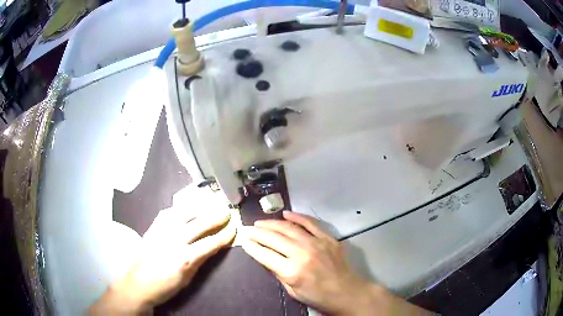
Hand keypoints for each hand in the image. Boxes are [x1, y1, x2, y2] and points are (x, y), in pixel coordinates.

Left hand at [89, 207, 235, 314]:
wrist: (138, 283)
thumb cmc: (166, 285)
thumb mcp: (188, 278)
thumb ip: (201, 259)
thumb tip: (214, 246)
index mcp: (185, 258)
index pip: (211, 242)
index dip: (225, 235)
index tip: (234, 228)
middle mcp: (174, 240)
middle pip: (199, 223)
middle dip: (215, 216)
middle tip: (226, 211)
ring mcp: (162, 231)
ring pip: (184, 212)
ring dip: (199, 207)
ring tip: (209, 204)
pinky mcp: (153, 227)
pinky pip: (168, 212)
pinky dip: (180, 209)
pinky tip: (186, 208)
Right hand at [241, 211, 371, 313]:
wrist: (346, 292)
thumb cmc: (318, 296)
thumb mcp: (292, 291)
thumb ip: (278, 272)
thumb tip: (265, 257)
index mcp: (292, 271)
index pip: (265, 254)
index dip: (252, 247)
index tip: (243, 240)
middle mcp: (302, 253)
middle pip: (274, 238)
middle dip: (257, 232)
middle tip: (247, 228)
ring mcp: (316, 243)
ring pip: (289, 228)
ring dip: (272, 223)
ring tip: (260, 222)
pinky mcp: (327, 238)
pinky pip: (310, 223)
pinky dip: (297, 217)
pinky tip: (285, 213)